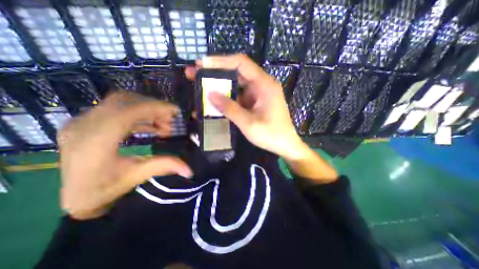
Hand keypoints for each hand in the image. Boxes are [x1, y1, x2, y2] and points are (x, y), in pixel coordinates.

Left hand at [59, 92, 191, 219]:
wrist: (75, 196)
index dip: (155, 108)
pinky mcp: (86, 123)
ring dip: (146, 110)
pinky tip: (151, 126)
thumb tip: (189, 170)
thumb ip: (164, 167)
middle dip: (153, 107)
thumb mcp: (137, 176)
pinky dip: (137, 115)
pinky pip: (116, 110)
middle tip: (170, 119)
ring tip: (163, 124)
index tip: (175, 112)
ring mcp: (82, 122)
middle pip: (124, 101)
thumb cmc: (104, 189)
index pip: (128, 111)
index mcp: (96, 140)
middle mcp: (85, 126)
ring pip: (120, 103)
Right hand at [184, 55, 304, 159]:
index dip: (220, 61)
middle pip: (236, 73)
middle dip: (215, 73)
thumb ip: (230, 108)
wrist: (285, 145)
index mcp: (264, 84)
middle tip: (194, 74)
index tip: (201, 64)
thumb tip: (210, 94)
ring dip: (219, 88)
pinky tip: (215, 104)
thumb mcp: (249, 123)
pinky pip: (239, 97)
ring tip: (200, 89)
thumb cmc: (271, 135)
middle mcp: (262, 85)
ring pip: (236, 86)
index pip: (241, 63)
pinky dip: (227, 100)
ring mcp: (258, 94)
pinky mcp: (255, 102)